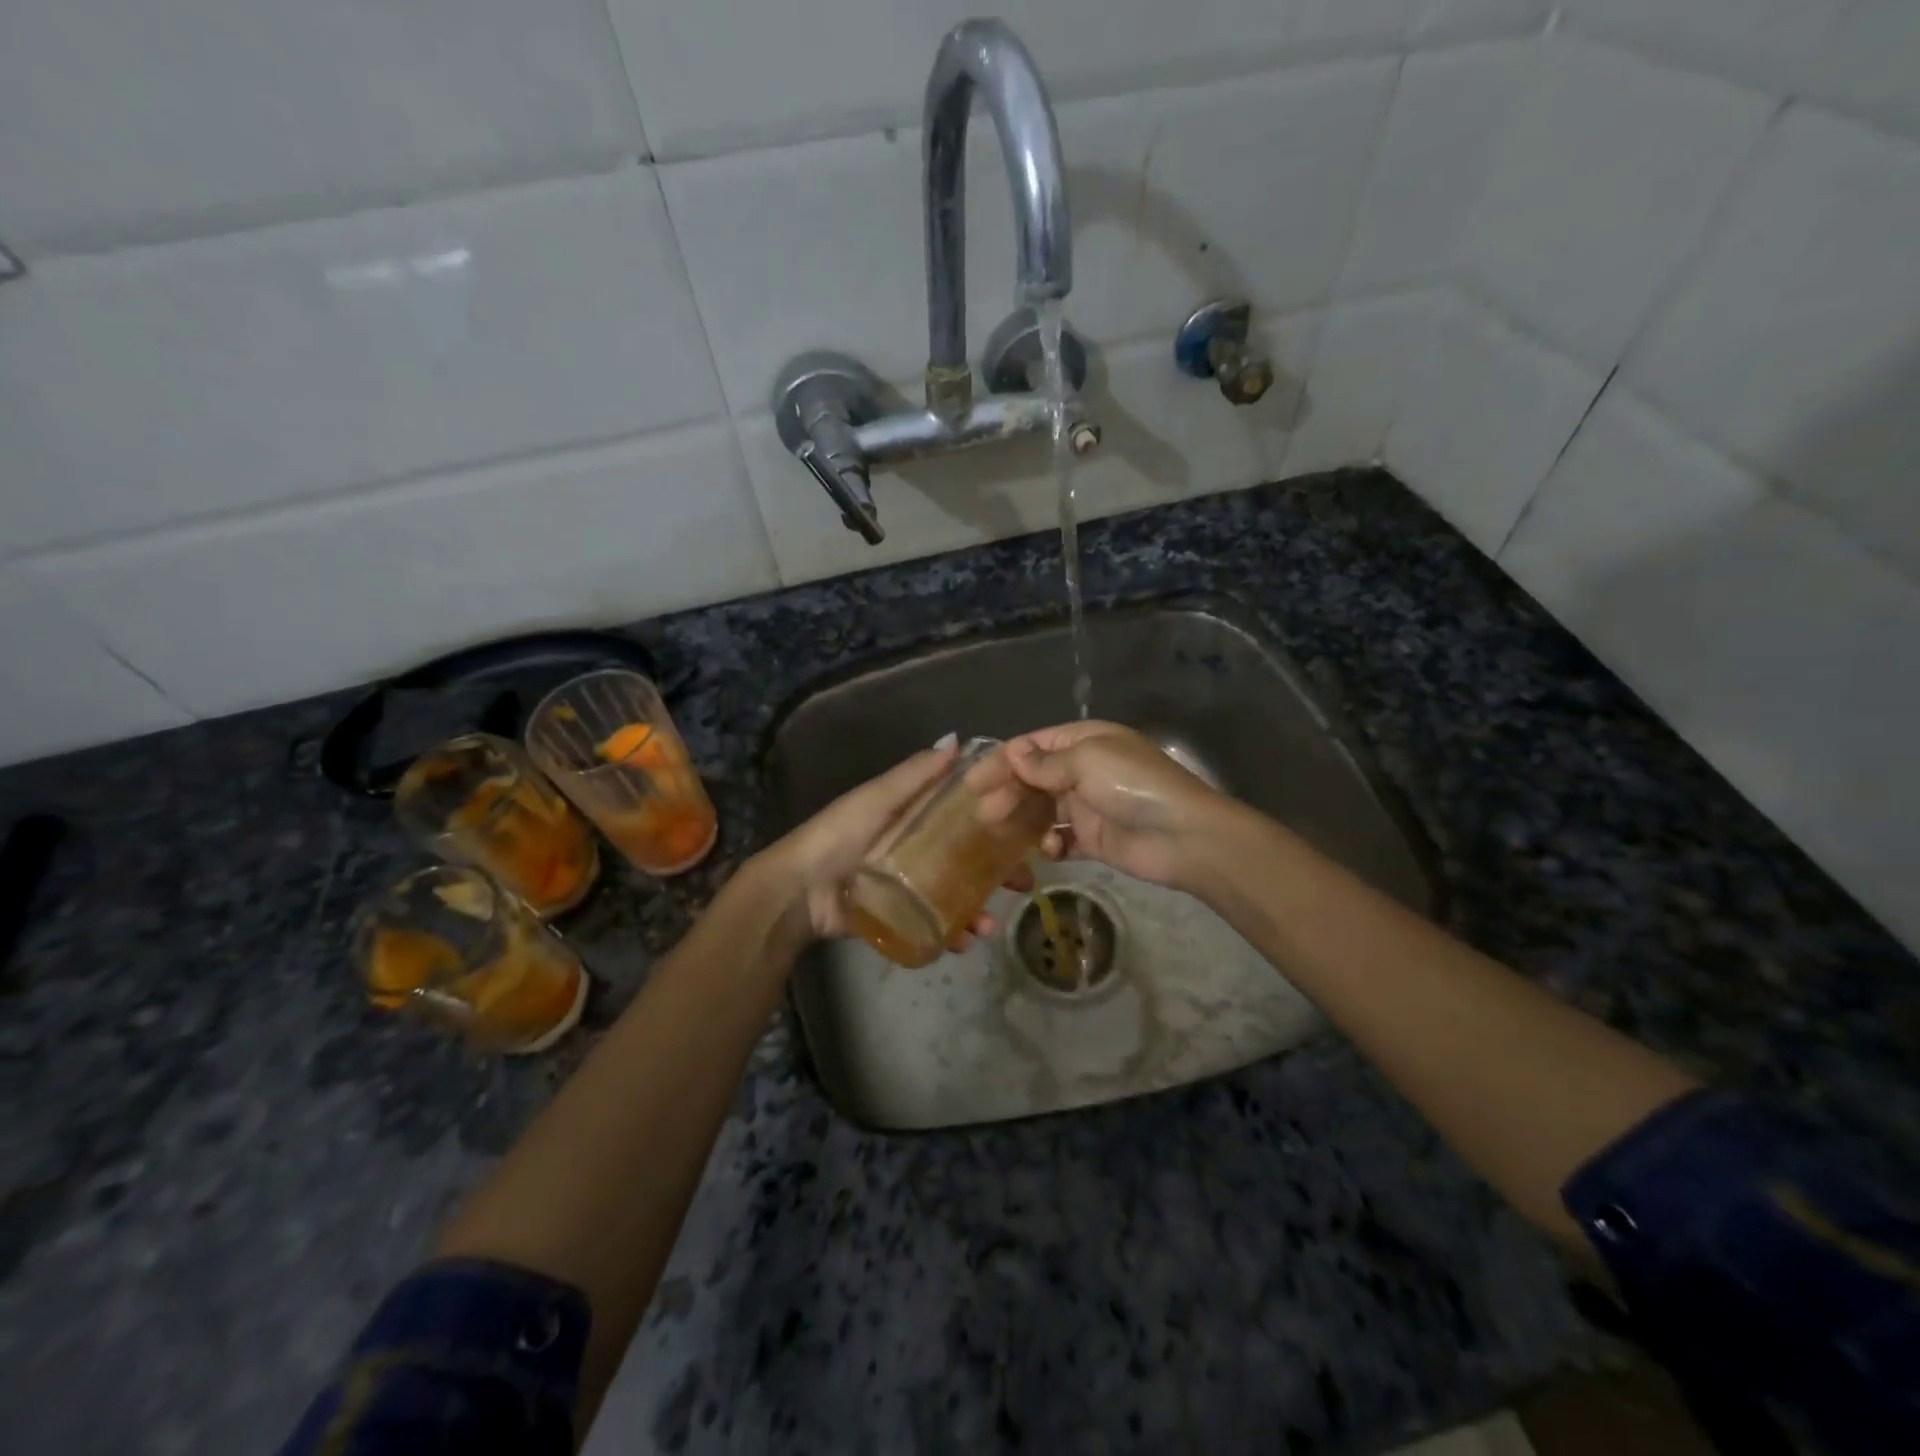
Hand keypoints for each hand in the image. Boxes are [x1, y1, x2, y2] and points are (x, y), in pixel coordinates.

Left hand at [758, 736, 1029, 942]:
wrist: (798, 892)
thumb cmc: (840, 835)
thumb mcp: (878, 798)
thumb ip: (915, 774)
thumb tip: (957, 739)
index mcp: (914, 815)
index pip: (966, 812)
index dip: (999, 817)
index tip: (1031, 826)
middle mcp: (918, 846)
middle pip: (970, 856)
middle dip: (1000, 871)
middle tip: (1025, 884)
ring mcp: (911, 884)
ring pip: (957, 894)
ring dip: (980, 909)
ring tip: (989, 926)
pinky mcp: (901, 914)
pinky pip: (935, 923)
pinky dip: (953, 933)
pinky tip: (965, 942)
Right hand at [1005, 721, 1224, 890]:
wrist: (1183, 835)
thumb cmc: (1132, 785)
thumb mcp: (1087, 761)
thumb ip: (1046, 762)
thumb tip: (1013, 753)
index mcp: (1084, 741)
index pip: (1033, 745)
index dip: (1002, 761)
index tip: (972, 781)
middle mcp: (1084, 769)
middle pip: (1033, 778)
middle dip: (1007, 792)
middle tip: (983, 813)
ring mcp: (1088, 805)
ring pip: (1042, 809)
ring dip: (1021, 819)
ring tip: (1000, 831)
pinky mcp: (1094, 839)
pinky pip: (1061, 839)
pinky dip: (1050, 844)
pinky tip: (1050, 849)